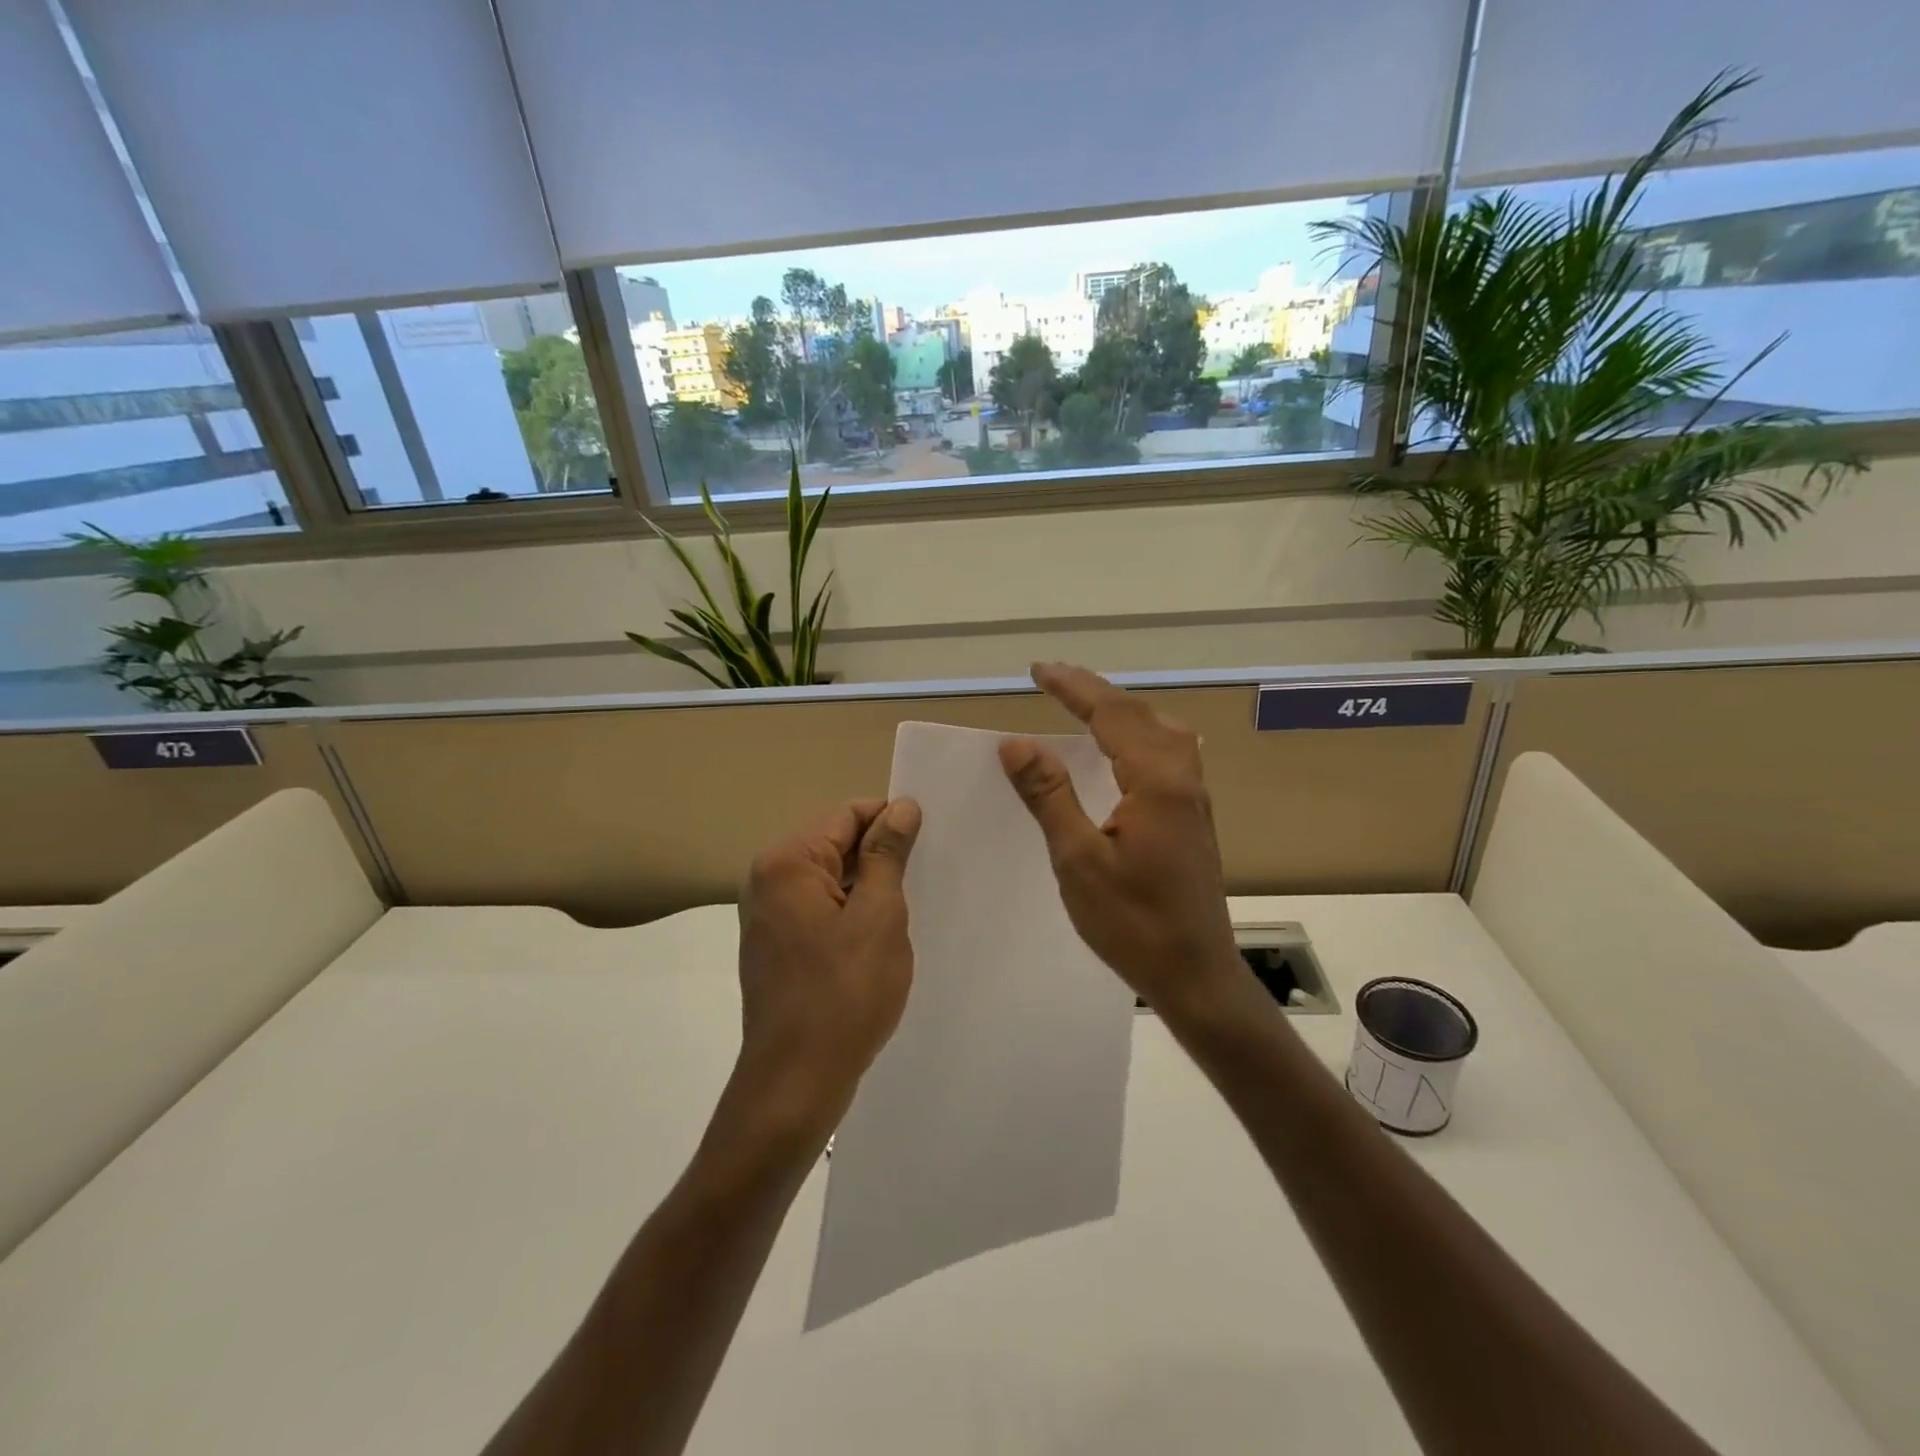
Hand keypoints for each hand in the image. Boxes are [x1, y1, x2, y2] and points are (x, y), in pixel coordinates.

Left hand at [733, 798, 922, 1135]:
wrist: (797, 1082)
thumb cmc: (844, 993)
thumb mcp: (879, 915)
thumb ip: (888, 854)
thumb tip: (901, 807)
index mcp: (787, 863)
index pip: (846, 815)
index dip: (891, 820)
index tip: (930, 839)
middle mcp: (768, 881)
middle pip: (835, 844)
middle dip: (880, 856)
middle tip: (926, 876)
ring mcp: (769, 917)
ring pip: (831, 880)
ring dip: (869, 888)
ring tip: (909, 906)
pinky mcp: (777, 947)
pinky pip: (821, 911)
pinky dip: (852, 914)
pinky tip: (881, 937)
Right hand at [999, 663, 1241, 1018]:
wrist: (1196, 975)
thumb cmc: (1133, 923)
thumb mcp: (1079, 860)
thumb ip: (1050, 795)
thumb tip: (1016, 743)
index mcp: (1157, 782)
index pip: (1111, 715)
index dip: (1073, 688)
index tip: (1037, 670)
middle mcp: (1183, 779)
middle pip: (1140, 715)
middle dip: (1095, 692)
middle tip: (1054, 679)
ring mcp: (1194, 799)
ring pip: (1161, 731)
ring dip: (1121, 710)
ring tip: (1084, 706)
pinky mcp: (1193, 819)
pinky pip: (1168, 754)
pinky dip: (1137, 735)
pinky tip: (1122, 752)